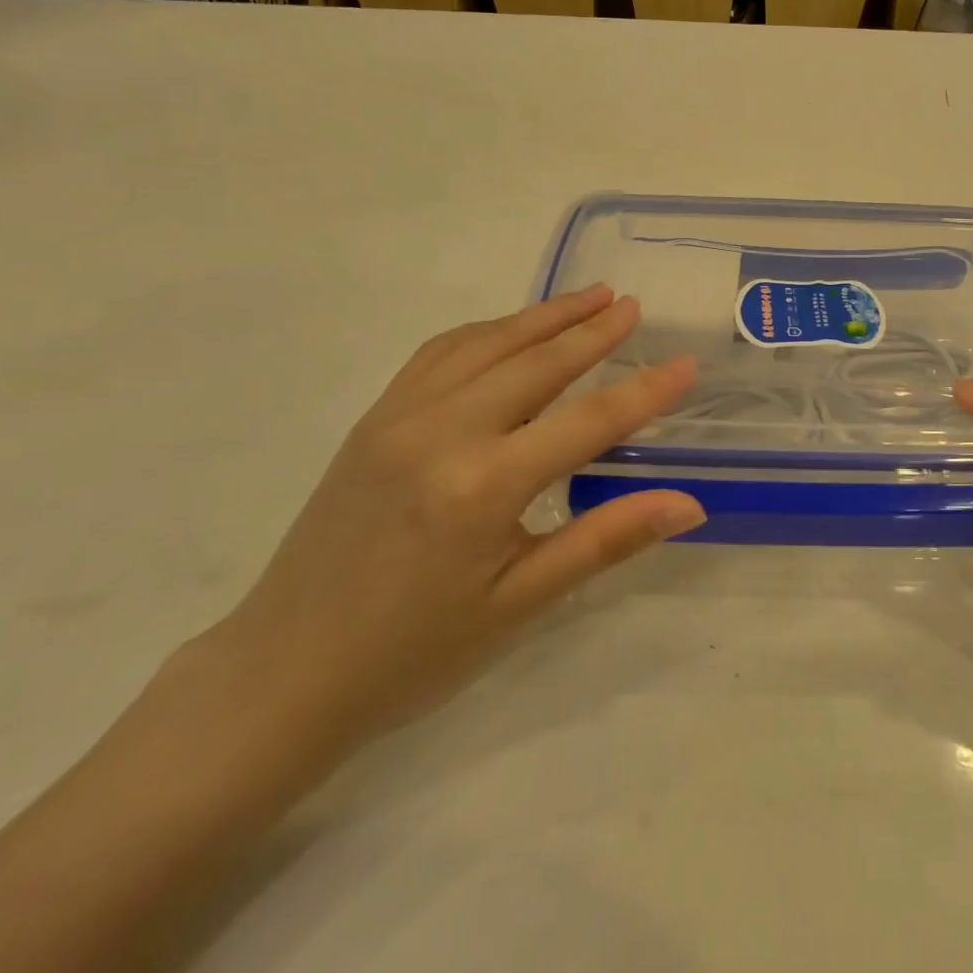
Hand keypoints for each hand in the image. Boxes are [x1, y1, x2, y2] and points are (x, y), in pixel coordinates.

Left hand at [205, 285, 703, 752]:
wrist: (284, 674)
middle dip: (592, 331)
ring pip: (486, 345)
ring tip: (588, 298)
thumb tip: (688, 505)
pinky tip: (510, 330)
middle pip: (536, 364)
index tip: (686, 364)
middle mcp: (441, 432)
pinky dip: (486, 331)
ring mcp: (399, 418)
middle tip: (633, 306)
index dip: (644, 392)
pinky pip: (438, 354)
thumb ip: (605, 540)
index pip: (587, 421)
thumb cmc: (413, 653)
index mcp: (482, 485)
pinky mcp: (373, 420)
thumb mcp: (520, 604)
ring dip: (542, 318)